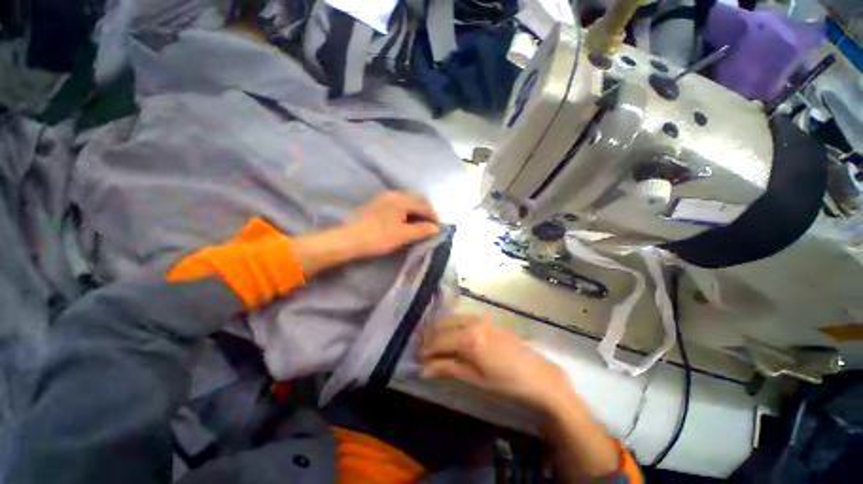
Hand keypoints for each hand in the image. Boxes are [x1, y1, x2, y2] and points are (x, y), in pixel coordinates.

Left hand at [293, 191, 438, 277]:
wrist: (348, 240)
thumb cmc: (378, 237)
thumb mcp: (403, 235)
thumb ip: (421, 230)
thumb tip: (435, 228)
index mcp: (401, 199)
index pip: (424, 205)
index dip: (434, 216)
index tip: (440, 228)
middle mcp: (394, 195)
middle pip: (417, 201)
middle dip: (426, 213)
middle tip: (432, 227)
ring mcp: (385, 199)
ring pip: (408, 203)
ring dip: (417, 213)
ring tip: (421, 227)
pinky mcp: (378, 205)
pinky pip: (399, 206)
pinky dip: (407, 214)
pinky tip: (407, 223)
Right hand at [420, 314, 571, 412]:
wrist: (538, 376)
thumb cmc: (506, 382)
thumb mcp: (475, 379)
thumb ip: (448, 368)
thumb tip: (424, 369)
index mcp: (468, 339)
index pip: (438, 341)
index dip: (425, 350)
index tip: (417, 359)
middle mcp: (471, 322)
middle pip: (442, 325)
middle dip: (428, 337)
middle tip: (421, 350)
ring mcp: (480, 318)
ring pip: (450, 318)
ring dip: (438, 328)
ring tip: (432, 342)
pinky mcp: (486, 318)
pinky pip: (461, 317)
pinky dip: (450, 324)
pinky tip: (449, 334)